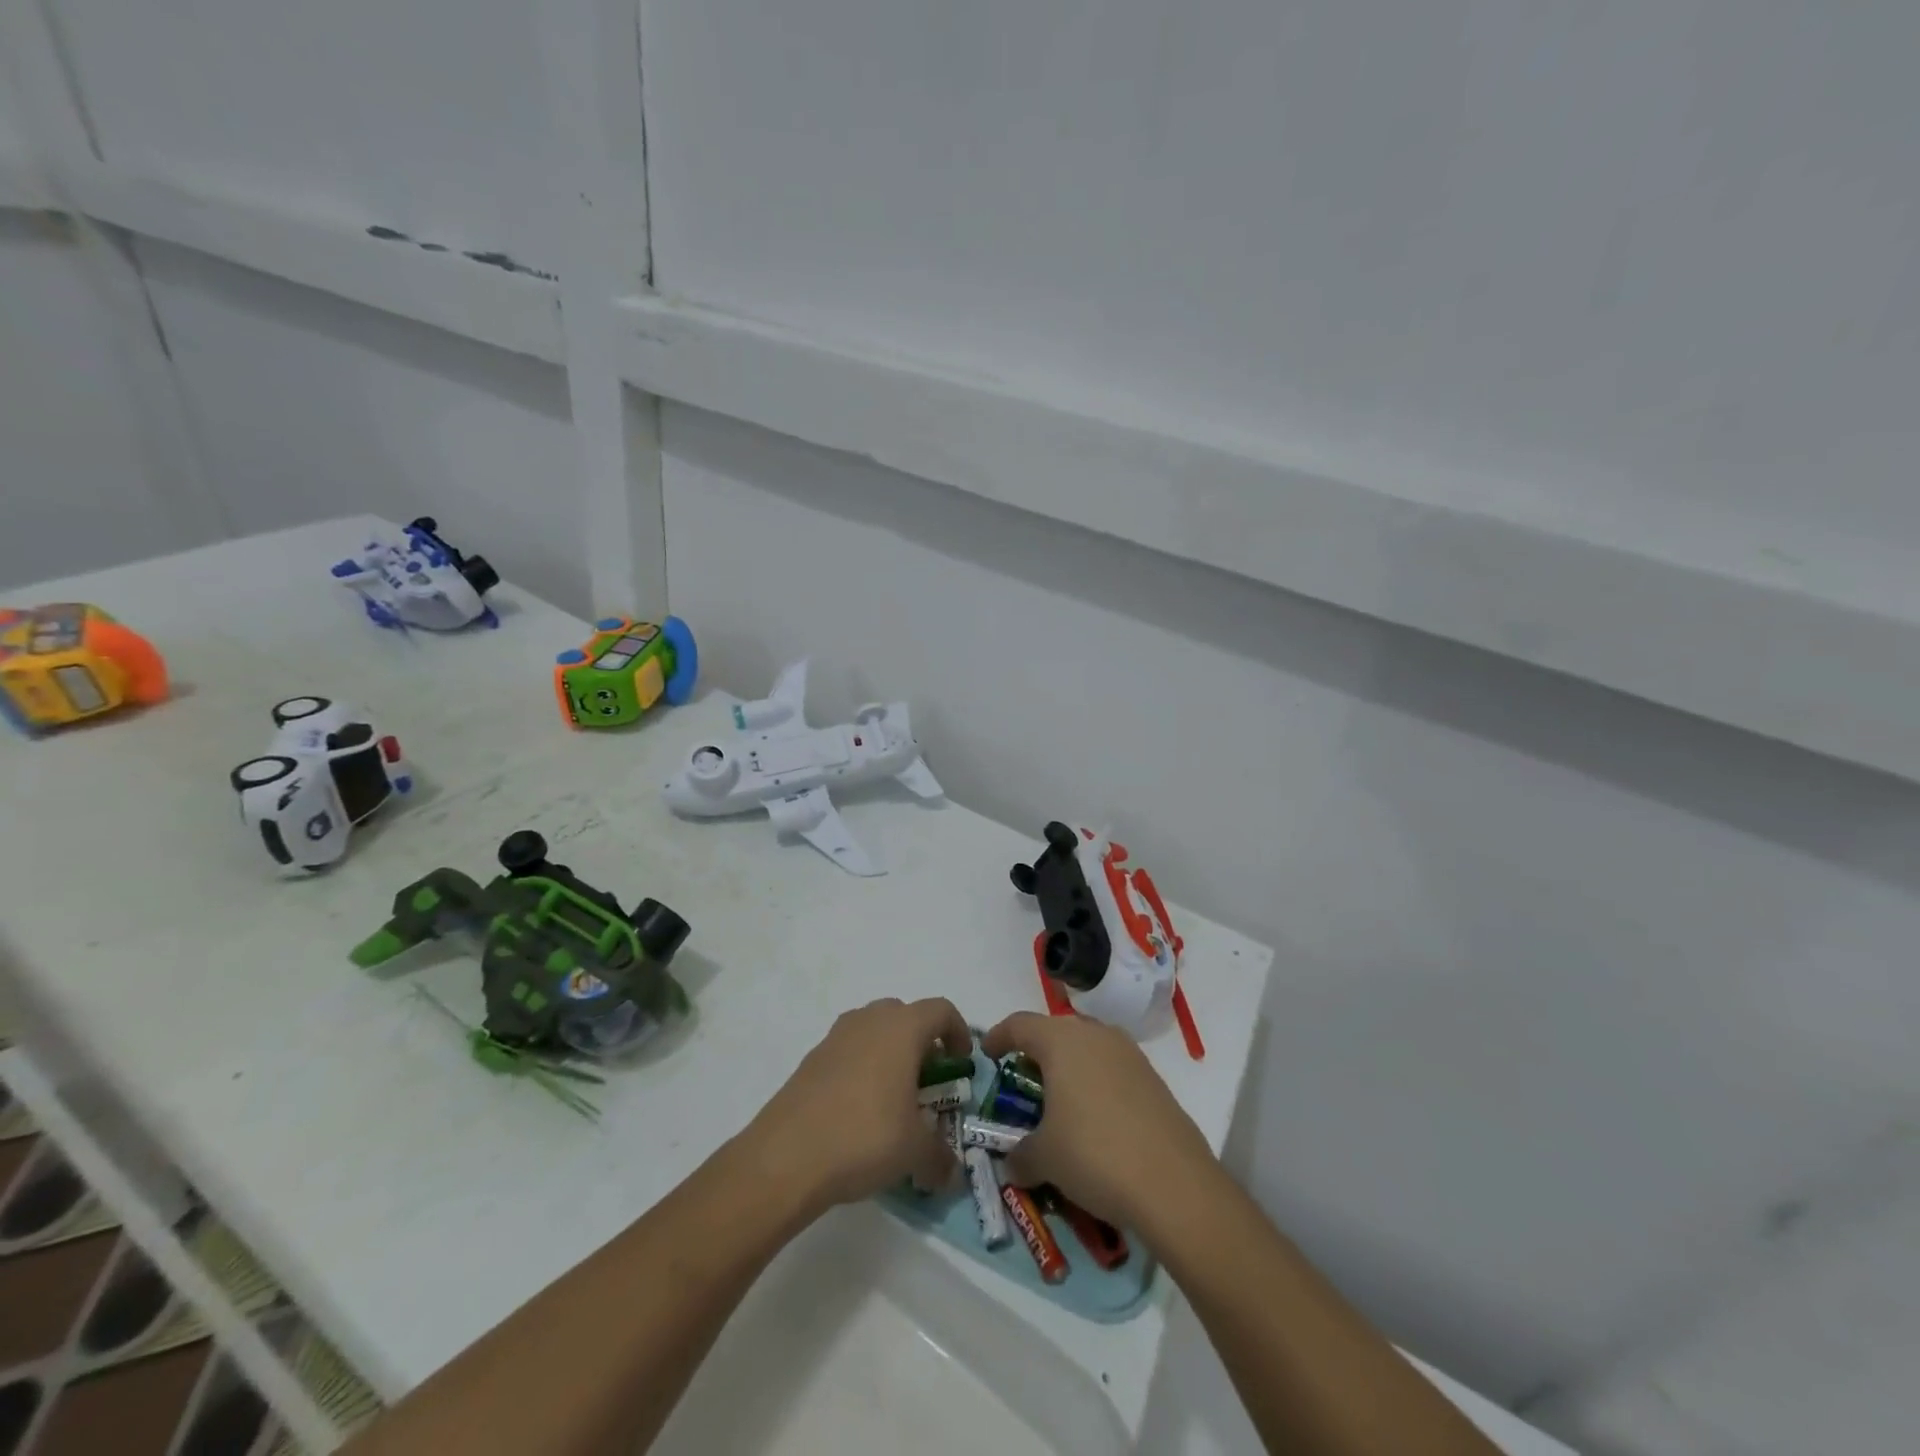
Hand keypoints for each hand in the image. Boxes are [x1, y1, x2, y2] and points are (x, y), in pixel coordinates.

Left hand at [744, 997, 971, 1216]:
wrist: (786, 1156)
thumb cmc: (864, 1137)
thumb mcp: (914, 1151)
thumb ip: (940, 1156)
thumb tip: (949, 1172)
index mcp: (902, 1028)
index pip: (941, 1010)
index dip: (959, 1032)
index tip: (962, 1064)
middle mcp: (869, 1020)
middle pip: (906, 1016)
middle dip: (922, 1043)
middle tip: (928, 1083)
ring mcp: (836, 1036)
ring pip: (874, 1030)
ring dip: (890, 1054)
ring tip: (894, 1099)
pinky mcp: (811, 1058)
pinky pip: (849, 1051)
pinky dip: (862, 1069)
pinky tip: (859, 1111)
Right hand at [982, 1012, 1215, 1229]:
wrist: (1174, 1183)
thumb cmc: (1094, 1154)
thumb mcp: (1044, 1159)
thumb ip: (1020, 1154)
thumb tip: (1014, 1162)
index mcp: (1061, 1041)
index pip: (1019, 1024)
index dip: (999, 1036)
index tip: (987, 1053)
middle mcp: (1095, 1035)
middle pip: (1055, 1032)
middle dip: (1036, 1053)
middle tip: (1022, 1081)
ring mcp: (1129, 1054)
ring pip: (1087, 1048)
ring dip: (1069, 1068)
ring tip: (1059, 1102)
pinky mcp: (1153, 1078)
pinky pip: (1112, 1069)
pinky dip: (1095, 1084)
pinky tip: (1094, 1119)